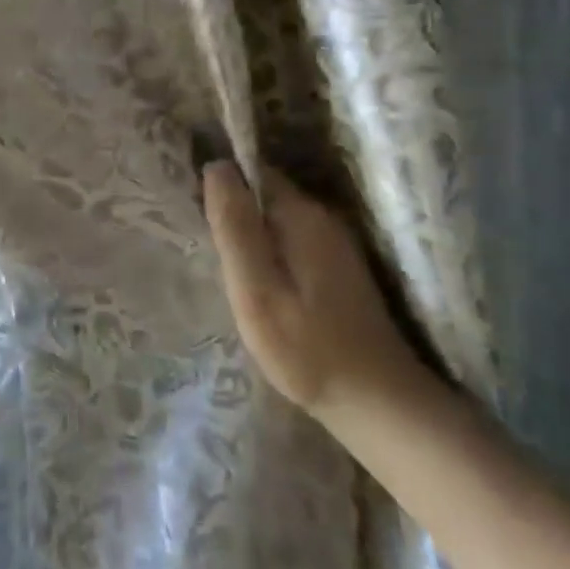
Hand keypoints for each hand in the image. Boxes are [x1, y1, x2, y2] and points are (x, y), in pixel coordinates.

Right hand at [203, 162, 426, 421]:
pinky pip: (289, 240)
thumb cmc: (306, 348)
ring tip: (221, 261)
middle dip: (232, 208)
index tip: (192, 206)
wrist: (377, 403)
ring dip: (249, 232)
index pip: (252, 172)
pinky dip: (267, 250)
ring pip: (275, 219)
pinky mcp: (337, 268)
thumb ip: (235, 227)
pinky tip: (255, 280)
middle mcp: (322, 218)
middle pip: (263, 194)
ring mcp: (334, 244)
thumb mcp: (256, 289)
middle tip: (201, 240)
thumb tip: (216, 164)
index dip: (220, 182)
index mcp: (302, 215)